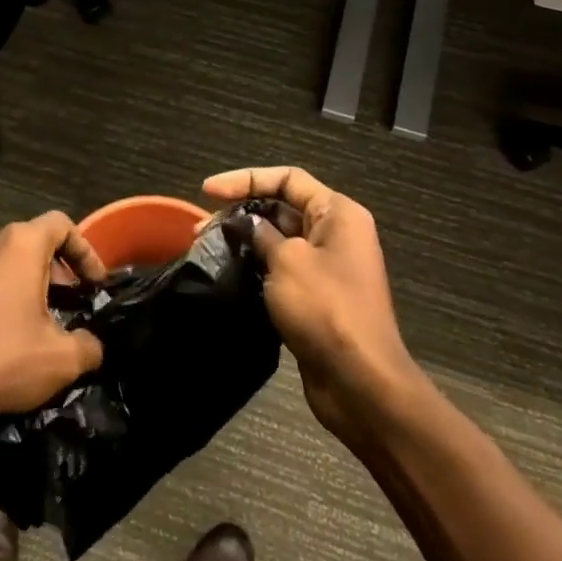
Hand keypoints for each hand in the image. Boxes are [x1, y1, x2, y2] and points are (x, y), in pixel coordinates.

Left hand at [0, 212, 105, 428]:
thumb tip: (91, 345)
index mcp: (18, 245)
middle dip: (53, 270)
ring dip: (19, 283)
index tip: (93, 284)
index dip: (85, 250)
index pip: (61, 225)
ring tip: (29, 321)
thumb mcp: (59, 361)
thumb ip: (87, 346)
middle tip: (66, 304)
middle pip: (29, 242)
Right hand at [203, 167, 416, 435]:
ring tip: (207, 249)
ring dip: (245, 241)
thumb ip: (261, 233)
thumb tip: (246, 224)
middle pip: (282, 207)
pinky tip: (229, 274)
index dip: (245, 179)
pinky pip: (281, 269)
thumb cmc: (325, 309)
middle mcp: (336, 233)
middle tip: (201, 229)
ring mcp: (327, 267)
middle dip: (241, 212)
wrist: (360, 381)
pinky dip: (256, 266)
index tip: (208, 191)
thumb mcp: (287, 261)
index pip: (287, 179)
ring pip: (279, 240)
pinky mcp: (316, 297)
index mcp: (337, 213)